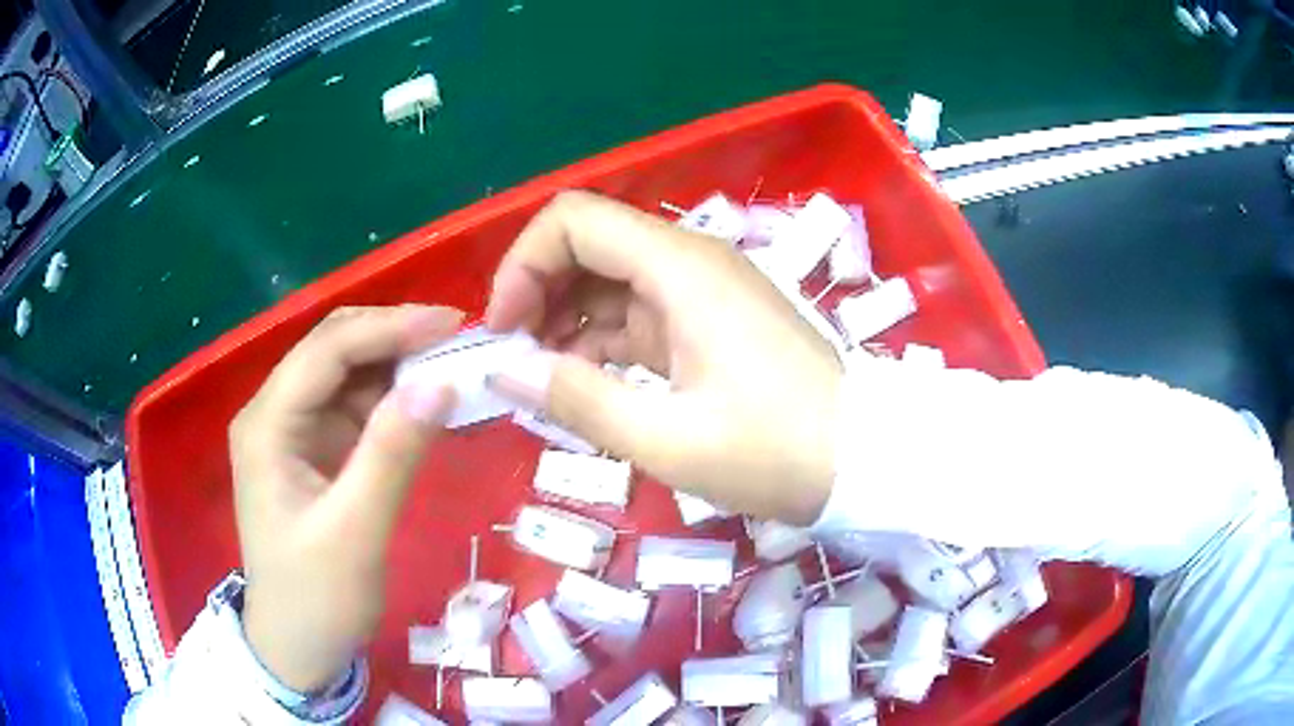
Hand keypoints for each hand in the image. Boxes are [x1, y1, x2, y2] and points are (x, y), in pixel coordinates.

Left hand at [230, 305, 462, 691]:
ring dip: (398, 365)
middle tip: (459, 341)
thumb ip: (392, 454)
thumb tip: (440, 381)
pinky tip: (428, 402)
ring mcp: (294, 432)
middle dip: (393, 337)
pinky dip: (393, 400)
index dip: (389, 328)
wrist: (297, 647)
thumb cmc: (316, 598)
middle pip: (333, 350)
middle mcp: (274, 414)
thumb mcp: (355, 533)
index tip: (452, 325)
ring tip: (454, 365)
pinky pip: (355, 408)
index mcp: (267, 425)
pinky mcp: (315, 452)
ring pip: (347, 374)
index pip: (326, 351)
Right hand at [487, 191, 842, 524]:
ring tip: (544, 381)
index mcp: (681, 268)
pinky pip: (639, 312)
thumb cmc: (776, 452)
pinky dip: (602, 341)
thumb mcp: (668, 439)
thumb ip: (577, 400)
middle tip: (516, 360)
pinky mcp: (713, 320)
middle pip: (589, 244)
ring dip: (566, 321)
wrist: (865, 460)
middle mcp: (690, 261)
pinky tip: (585, 385)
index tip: (503, 332)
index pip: (574, 220)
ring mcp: (704, 290)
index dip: (523, 265)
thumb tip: (501, 371)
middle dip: (538, 293)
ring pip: (610, 280)